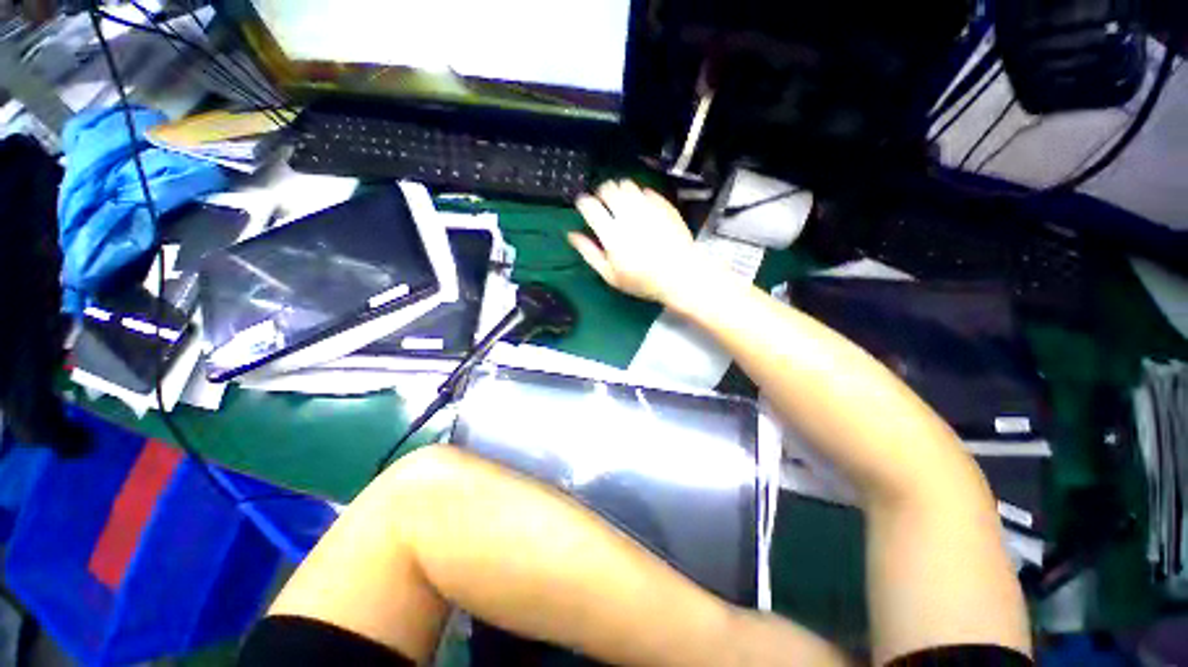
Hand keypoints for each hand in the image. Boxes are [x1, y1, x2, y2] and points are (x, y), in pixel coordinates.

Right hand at [571, 180, 702, 304]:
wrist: (680, 276)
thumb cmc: (642, 280)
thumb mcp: (611, 275)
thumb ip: (589, 253)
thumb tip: (572, 235)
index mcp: (612, 234)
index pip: (590, 205)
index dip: (583, 203)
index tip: (585, 207)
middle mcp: (628, 215)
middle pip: (608, 188)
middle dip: (602, 193)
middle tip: (604, 205)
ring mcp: (648, 208)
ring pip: (627, 184)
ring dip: (620, 190)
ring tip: (623, 204)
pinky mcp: (664, 205)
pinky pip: (646, 190)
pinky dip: (639, 195)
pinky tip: (641, 208)